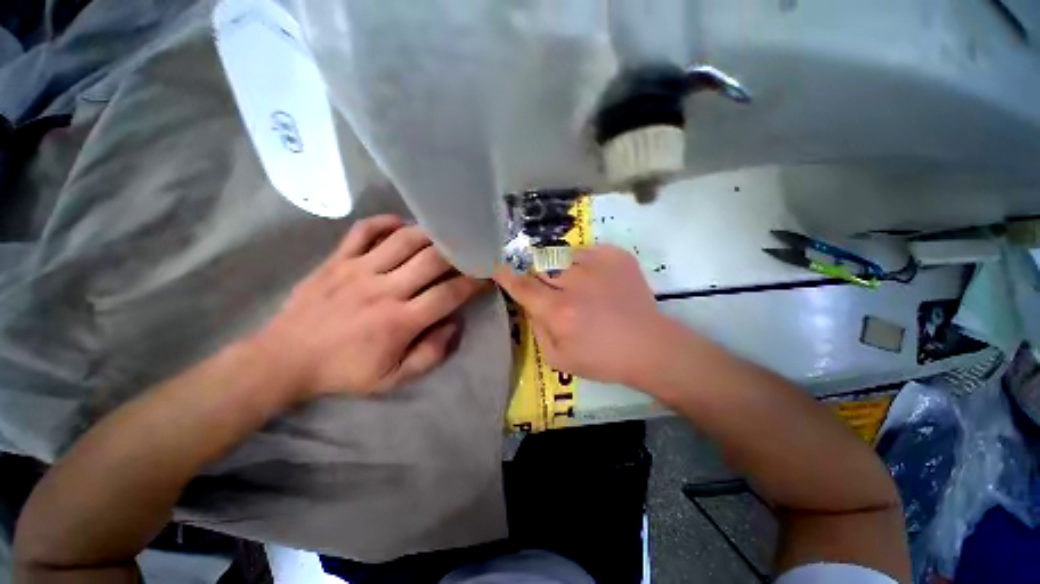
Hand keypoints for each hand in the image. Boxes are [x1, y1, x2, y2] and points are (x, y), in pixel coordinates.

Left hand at [252, 215, 486, 398]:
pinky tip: (402, 224)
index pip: (449, 294)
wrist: (285, 359)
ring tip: (445, 235)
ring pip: (404, 240)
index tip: (487, 276)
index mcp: (400, 321)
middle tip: (471, 250)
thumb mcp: (393, 379)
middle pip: (431, 260)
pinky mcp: (337, 259)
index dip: (474, 283)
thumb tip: (454, 325)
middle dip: (459, 253)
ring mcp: (358, 270)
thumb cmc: (344, 370)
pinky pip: (364, 230)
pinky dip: (386, 222)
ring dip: (430, 234)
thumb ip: (430, 354)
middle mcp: (384, 289)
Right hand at [494, 245, 678, 386]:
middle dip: (538, 277)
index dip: (507, 276)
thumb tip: (530, 305)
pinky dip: (584, 263)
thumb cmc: (602, 359)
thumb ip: (536, 329)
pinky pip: (586, 251)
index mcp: (559, 311)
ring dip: (562, 270)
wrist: (649, 346)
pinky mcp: (616, 257)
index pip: (522, 286)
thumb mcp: (558, 358)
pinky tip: (595, 280)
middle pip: (540, 268)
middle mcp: (575, 283)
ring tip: (578, 287)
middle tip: (552, 292)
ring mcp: (597, 265)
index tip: (499, 269)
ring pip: (562, 256)